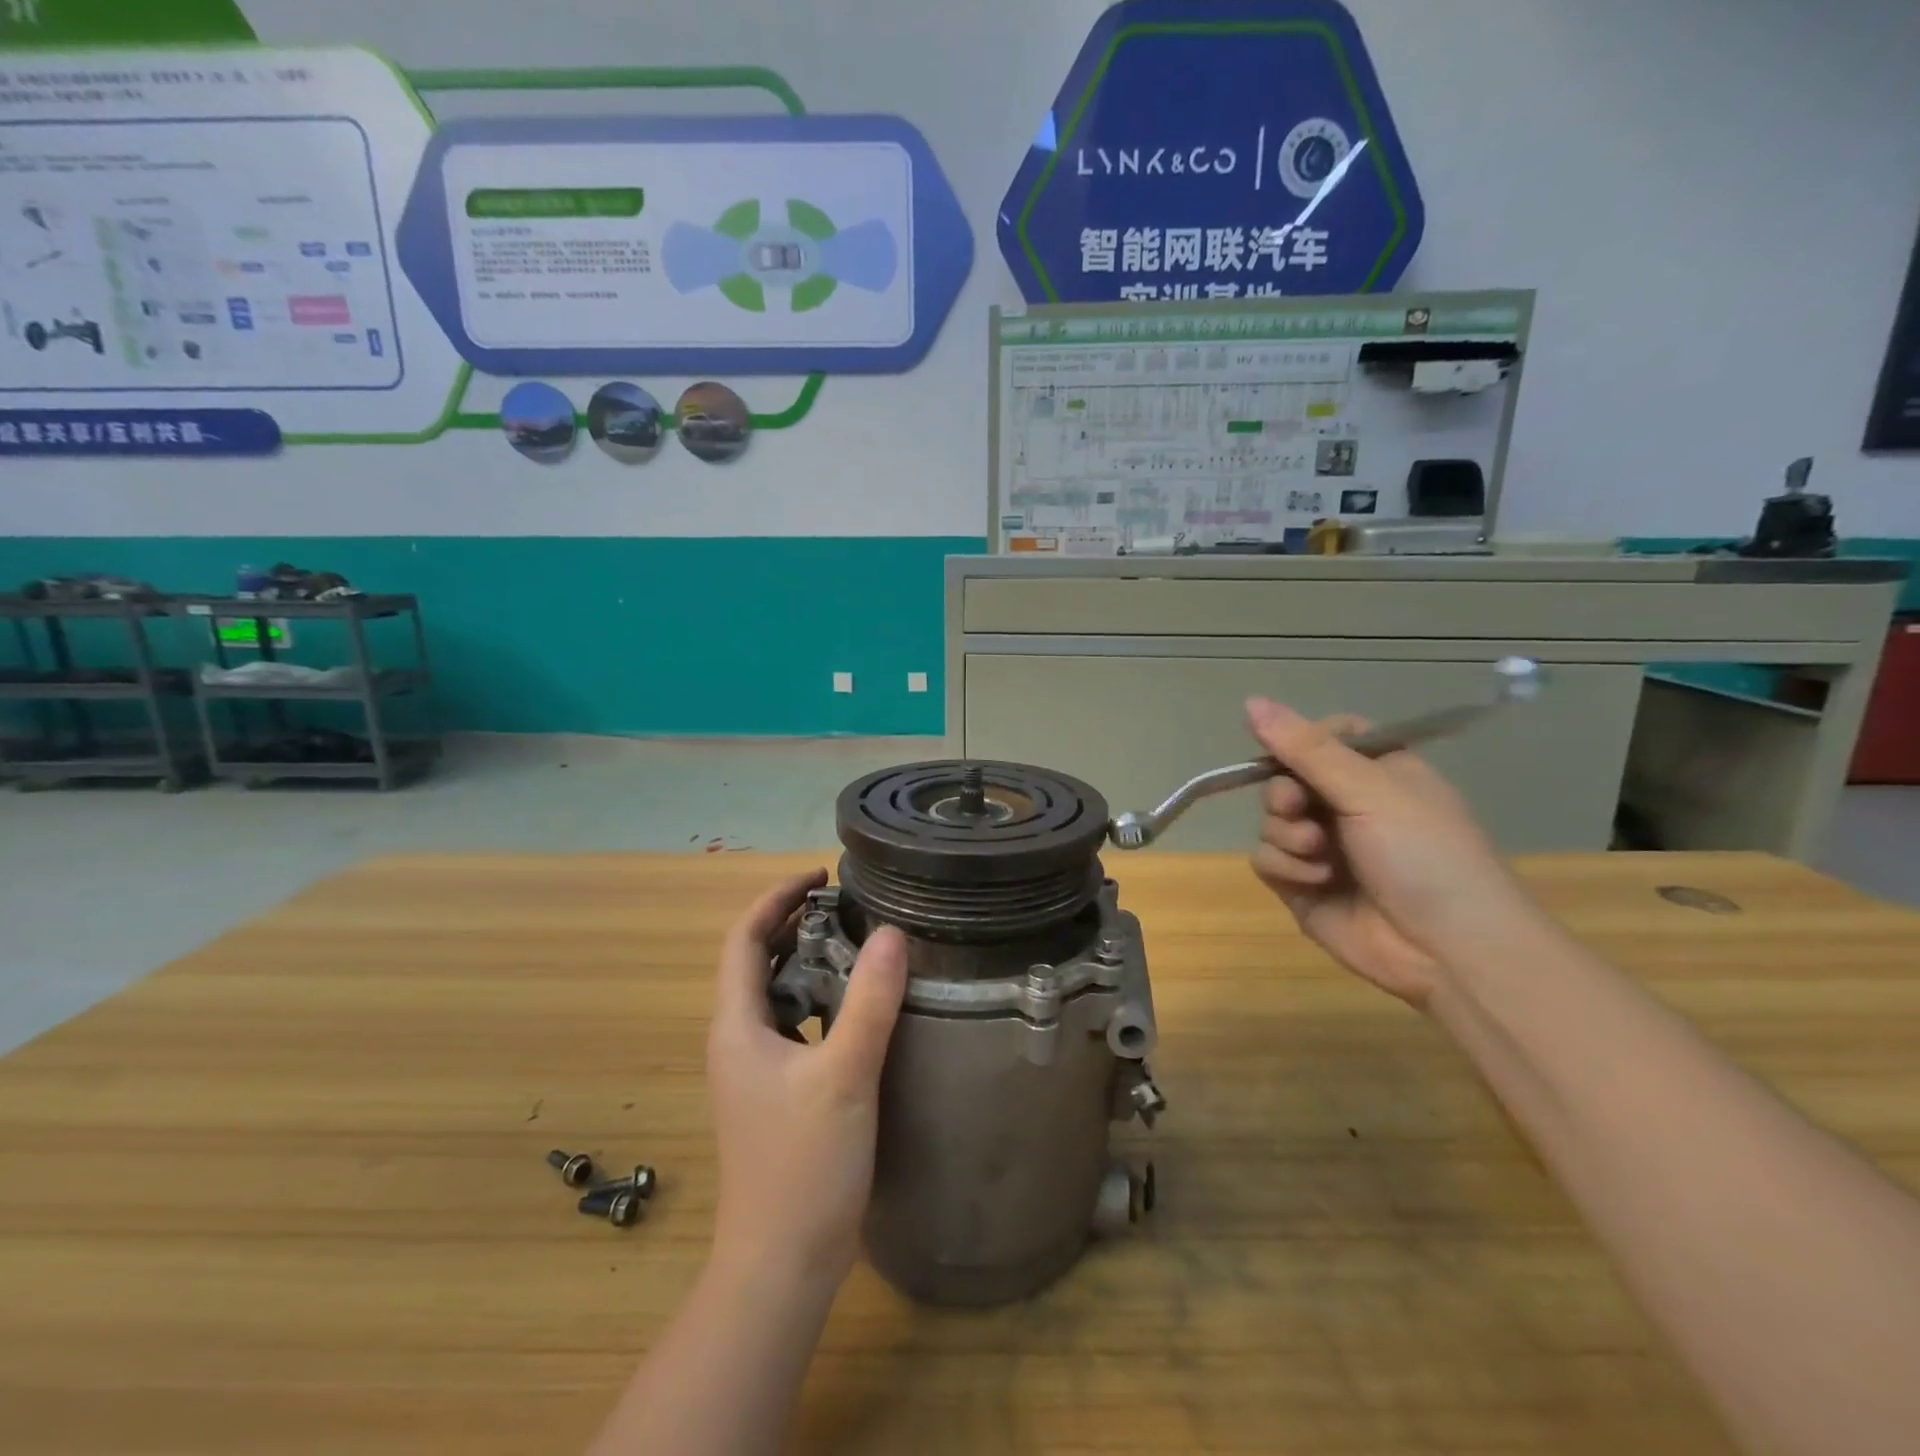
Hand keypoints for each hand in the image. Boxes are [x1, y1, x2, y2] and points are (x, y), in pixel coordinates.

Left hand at [706, 870, 907, 1288]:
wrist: (782, 1264)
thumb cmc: (804, 1166)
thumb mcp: (845, 1075)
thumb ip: (869, 1002)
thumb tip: (891, 933)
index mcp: (736, 1026)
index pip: (743, 939)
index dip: (776, 898)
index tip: (820, 875)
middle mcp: (737, 1040)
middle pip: (756, 961)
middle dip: (794, 923)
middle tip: (848, 904)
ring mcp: (754, 1069)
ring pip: (776, 994)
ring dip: (808, 960)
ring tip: (857, 941)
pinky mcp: (776, 1092)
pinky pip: (794, 1024)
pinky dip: (820, 998)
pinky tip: (858, 1005)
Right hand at [1244, 698, 1536, 1007]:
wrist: (1448, 949)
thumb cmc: (1424, 854)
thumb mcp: (1370, 789)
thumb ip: (1307, 748)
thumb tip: (1251, 701)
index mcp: (1376, 773)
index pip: (1322, 738)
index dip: (1300, 742)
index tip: (1292, 752)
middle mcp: (1346, 807)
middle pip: (1284, 779)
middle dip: (1285, 795)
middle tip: (1299, 807)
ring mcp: (1322, 849)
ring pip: (1270, 821)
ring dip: (1288, 835)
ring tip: (1320, 854)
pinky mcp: (1302, 886)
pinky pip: (1266, 860)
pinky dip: (1286, 867)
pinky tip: (1318, 881)